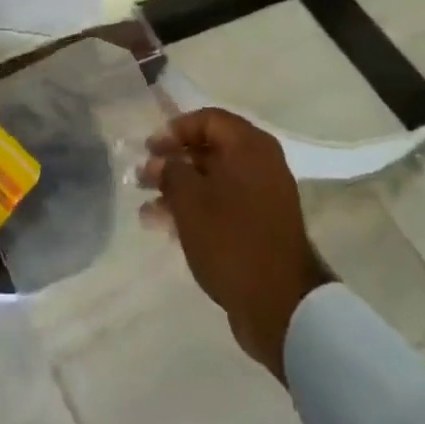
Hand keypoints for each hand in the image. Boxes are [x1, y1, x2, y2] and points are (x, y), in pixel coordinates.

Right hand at [141, 108, 332, 380]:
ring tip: (147, 207)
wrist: (280, 304)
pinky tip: (166, 227)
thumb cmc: (231, 238)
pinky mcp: (262, 226)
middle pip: (210, 149)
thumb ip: (170, 172)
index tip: (150, 149)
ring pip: (214, 181)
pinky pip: (224, 205)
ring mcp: (264, 196)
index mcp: (249, 145)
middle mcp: (261, 163)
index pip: (207, 119)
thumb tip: (160, 161)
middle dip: (174, 163)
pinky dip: (197, 210)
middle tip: (143, 177)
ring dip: (180, 189)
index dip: (175, 130)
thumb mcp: (190, 200)